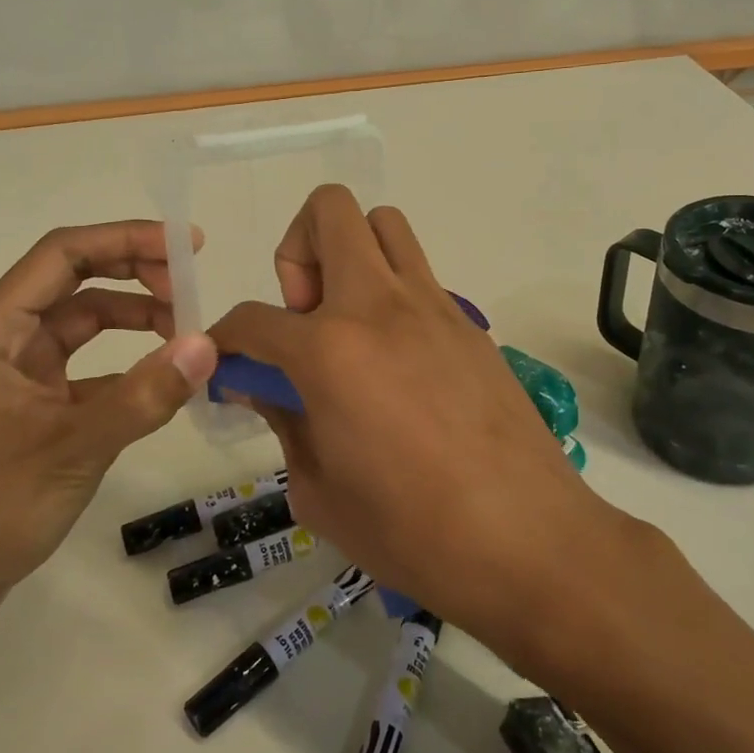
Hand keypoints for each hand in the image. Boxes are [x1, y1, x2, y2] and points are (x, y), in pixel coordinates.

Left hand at [0, 221, 216, 636]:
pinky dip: (123, 365)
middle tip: (191, 288)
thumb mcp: (73, 449)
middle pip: (74, 281)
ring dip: (132, 319)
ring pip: (81, 324)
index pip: (64, 255)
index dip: (127, 239)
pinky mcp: (27, 407)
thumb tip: (207, 345)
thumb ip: (144, 396)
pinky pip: (83, 368)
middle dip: (135, 274)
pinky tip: (160, 381)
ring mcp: (12, 375)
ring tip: (185, 333)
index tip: (186, 246)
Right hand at [210, 186, 603, 638]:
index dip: (225, 340)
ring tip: (349, 324)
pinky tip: (397, 363)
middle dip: (296, 250)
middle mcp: (379, 306)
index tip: (229, 366)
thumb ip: (285, 424)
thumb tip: (266, 389)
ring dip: (350, 255)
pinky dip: (392, 295)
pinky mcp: (470, 323)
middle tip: (304, 316)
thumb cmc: (412, 532)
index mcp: (330, 351)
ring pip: (383, 225)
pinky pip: (419, 276)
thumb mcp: (320, 492)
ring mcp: (433, 306)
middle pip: (328, 212)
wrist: (528, 541)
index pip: (252, 319)